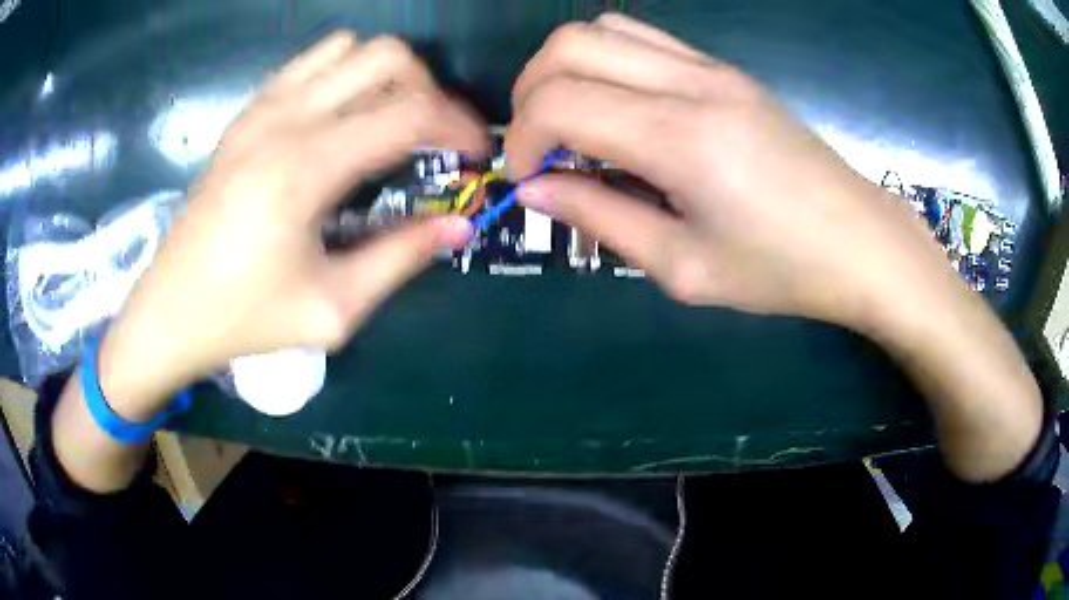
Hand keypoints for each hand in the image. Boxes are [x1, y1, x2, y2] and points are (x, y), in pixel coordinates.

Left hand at [100, 32, 485, 417]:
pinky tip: (342, 119)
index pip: (410, 112)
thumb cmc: (245, 319)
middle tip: (433, 140)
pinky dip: (344, 75)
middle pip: (387, 57)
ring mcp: (261, 109)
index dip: (459, 126)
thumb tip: (459, 224)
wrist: (170, 312)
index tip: (478, 155)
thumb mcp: (332, 309)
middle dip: (429, 91)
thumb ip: (401, 259)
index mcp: (304, 167)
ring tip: (390, 124)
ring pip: (350, 49)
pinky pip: (311, 63)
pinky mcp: (247, 114)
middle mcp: (284, 119)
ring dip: (386, 77)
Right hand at [507, 14, 957, 331]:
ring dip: (566, 69)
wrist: (860, 243)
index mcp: (680, 138)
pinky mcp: (726, 70)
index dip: (522, 140)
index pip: (559, 102)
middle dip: (531, 93)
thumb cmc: (780, 270)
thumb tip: (534, 191)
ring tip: (574, 124)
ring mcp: (712, 68)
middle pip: (569, 45)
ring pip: (604, 30)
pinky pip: (644, 39)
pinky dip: (607, 63)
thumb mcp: (683, 267)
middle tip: (541, 149)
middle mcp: (691, 83)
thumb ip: (601, 219)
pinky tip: (621, 110)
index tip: (527, 182)